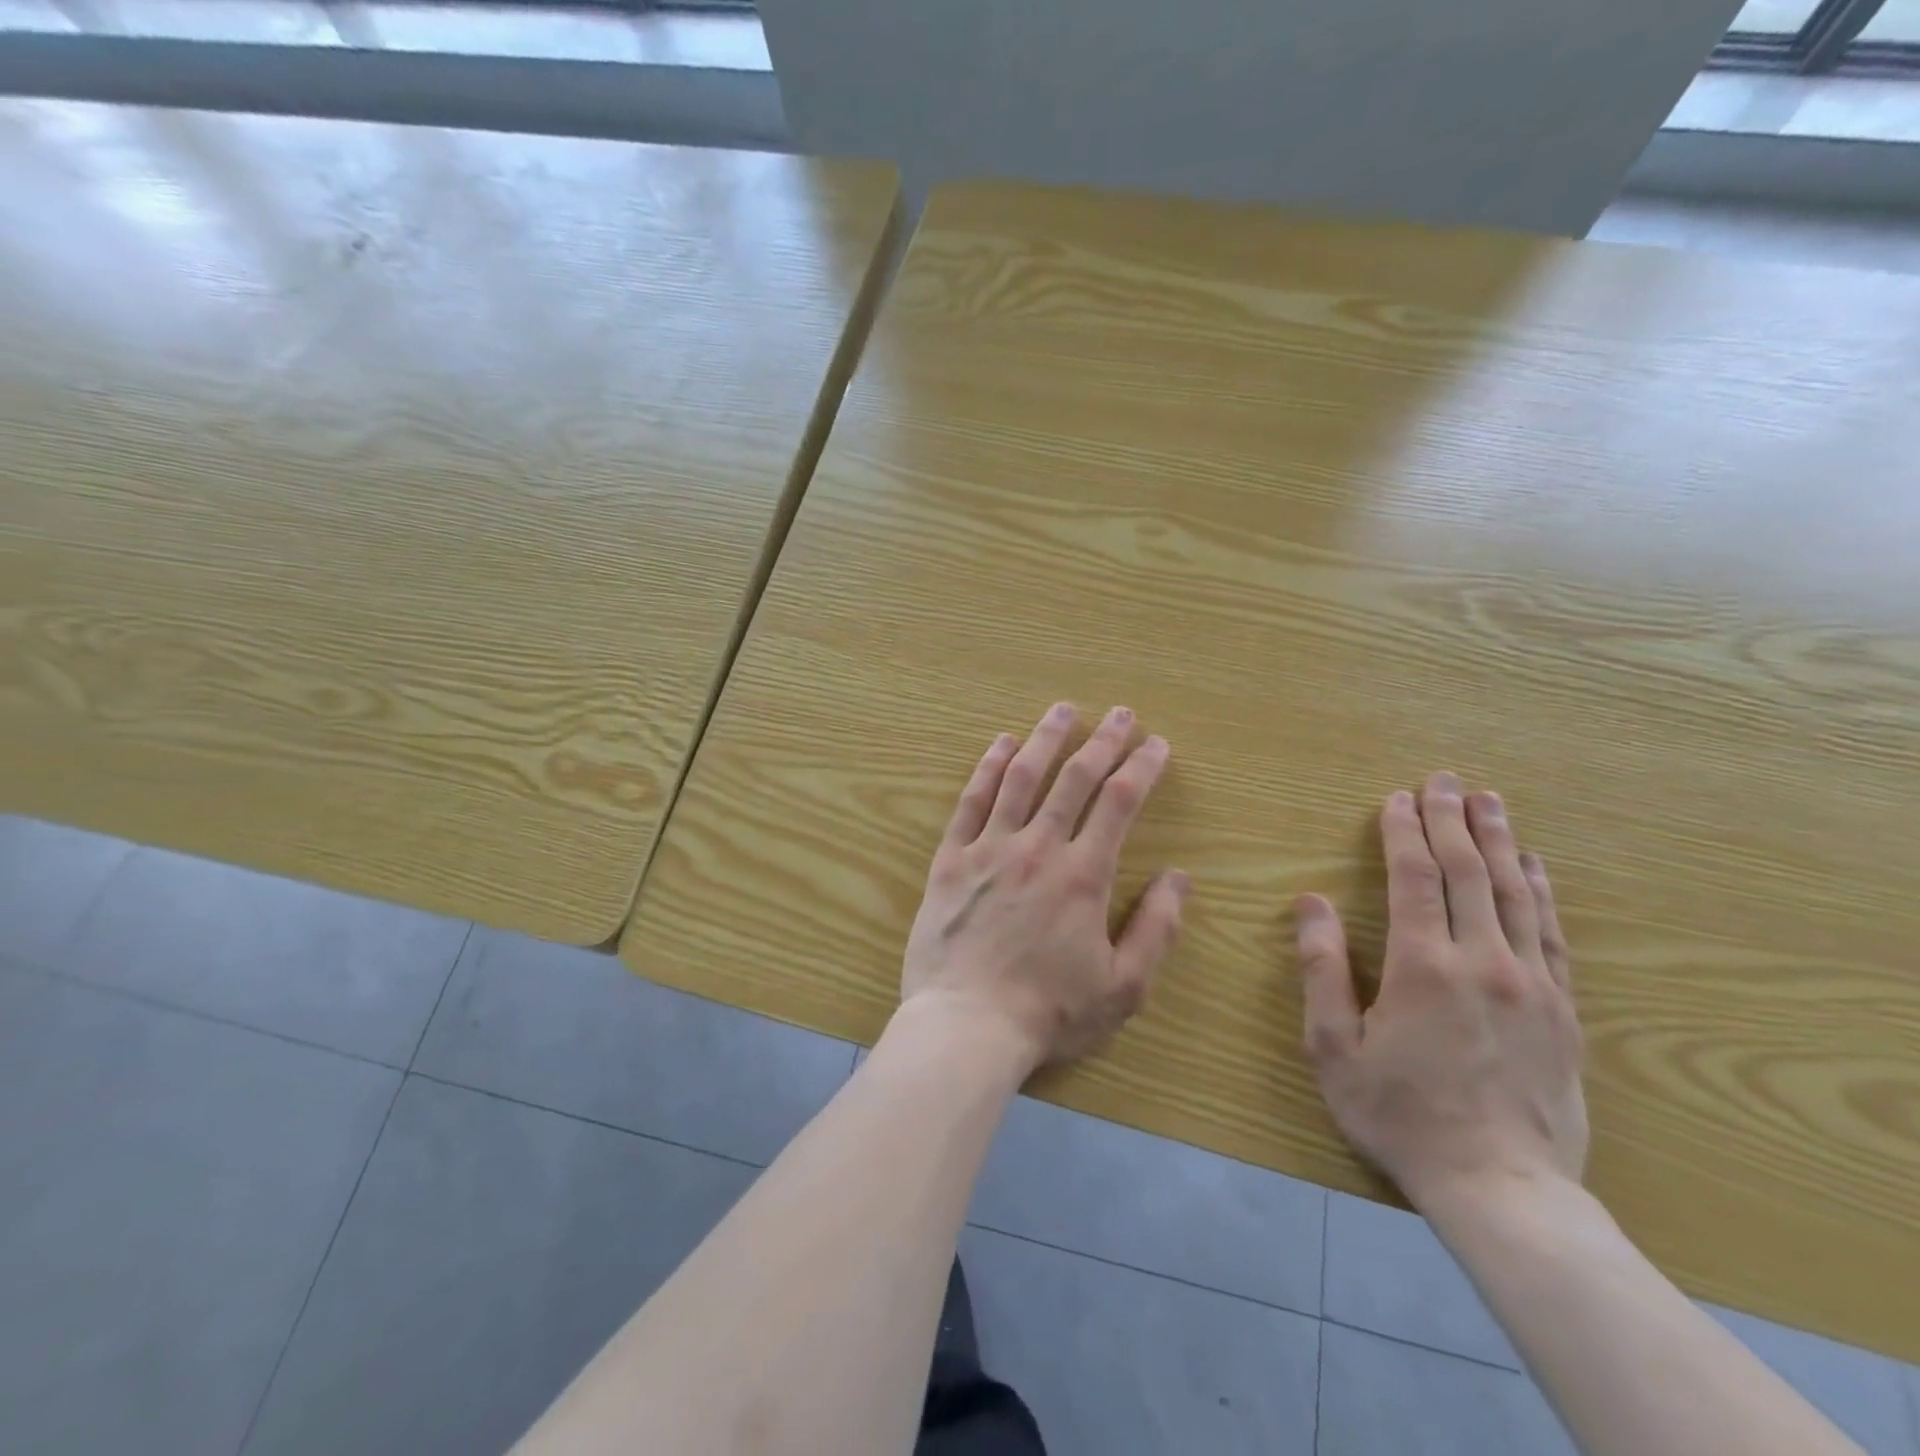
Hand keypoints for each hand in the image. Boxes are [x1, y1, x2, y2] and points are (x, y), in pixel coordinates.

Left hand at [901, 702, 1190, 1076]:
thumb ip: (1156, 929)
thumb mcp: (1123, 987)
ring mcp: (989, 848)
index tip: (1156, 744)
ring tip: (1063, 709)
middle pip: (1074, 779)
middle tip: (1120, 713)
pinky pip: (971, 801)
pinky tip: (1000, 744)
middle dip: (1102, 741)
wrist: (966, 1027)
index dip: (1142, 767)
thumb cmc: (1049, 1013)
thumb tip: (1179, 877)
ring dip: (1045, 738)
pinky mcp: (951, 860)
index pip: (1119, 802)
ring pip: (1021, 777)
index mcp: (1083, 875)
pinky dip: (987, 767)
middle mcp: (1038, 848)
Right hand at [1294, 772, 1586, 1211]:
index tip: (1396, 798)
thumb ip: (1322, 969)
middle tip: (1444, 780)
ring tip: (1490, 802)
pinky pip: (1553, 934)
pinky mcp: (1564, 1011)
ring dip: (1500, 841)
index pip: (1414, 878)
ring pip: (1517, 894)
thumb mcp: (1333, 1046)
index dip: (1404, 832)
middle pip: (1469, 873)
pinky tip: (1536, 867)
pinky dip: (1541, 890)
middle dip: (1453, 820)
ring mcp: (1532, 984)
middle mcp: (1483, 961)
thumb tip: (1311, 902)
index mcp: (1422, 966)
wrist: (1503, 1189)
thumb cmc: (1400, 1114)